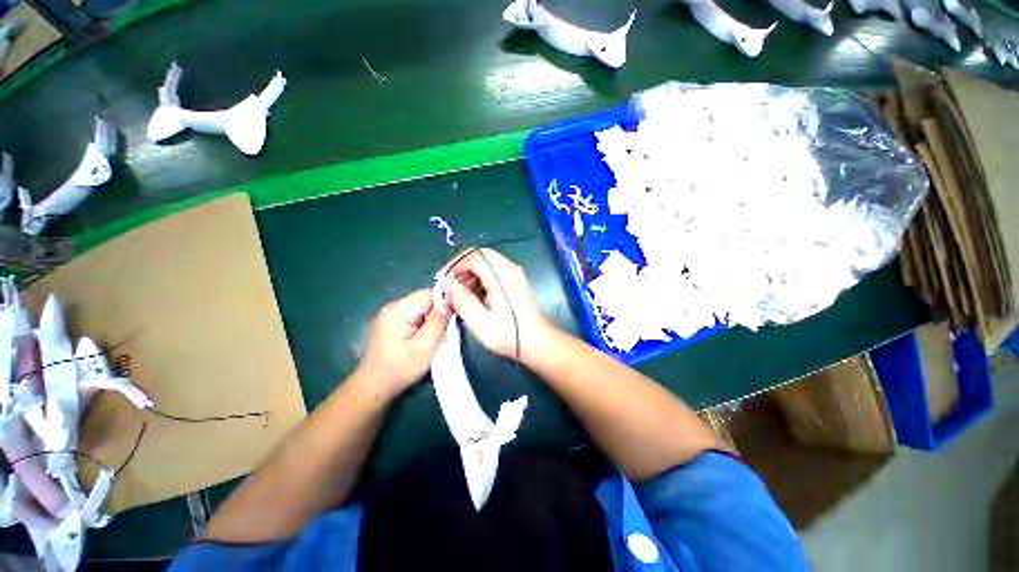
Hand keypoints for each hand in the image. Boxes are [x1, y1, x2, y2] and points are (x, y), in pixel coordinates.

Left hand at [358, 290, 448, 397]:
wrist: (373, 387)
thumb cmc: (401, 368)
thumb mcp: (426, 346)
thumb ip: (439, 321)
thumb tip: (450, 301)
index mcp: (398, 310)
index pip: (429, 294)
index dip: (443, 305)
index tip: (449, 322)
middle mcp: (391, 306)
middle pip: (424, 299)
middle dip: (436, 313)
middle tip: (441, 333)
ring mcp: (388, 313)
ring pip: (419, 307)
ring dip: (429, 319)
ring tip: (431, 337)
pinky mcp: (389, 321)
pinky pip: (412, 314)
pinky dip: (421, 323)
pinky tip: (420, 338)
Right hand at [439, 248, 557, 362]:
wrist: (538, 342)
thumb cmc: (508, 334)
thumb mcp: (479, 322)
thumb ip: (461, 299)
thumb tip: (446, 283)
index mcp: (501, 276)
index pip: (474, 256)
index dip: (455, 265)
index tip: (443, 281)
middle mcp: (510, 268)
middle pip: (481, 255)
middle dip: (462, 267)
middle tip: (450, 284)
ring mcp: (515, 273)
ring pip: (487, 262)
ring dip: (471, 273)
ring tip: (460, 292)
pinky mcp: (516, 280)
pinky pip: (494, 270)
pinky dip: (480, 277)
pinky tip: (474, 295)